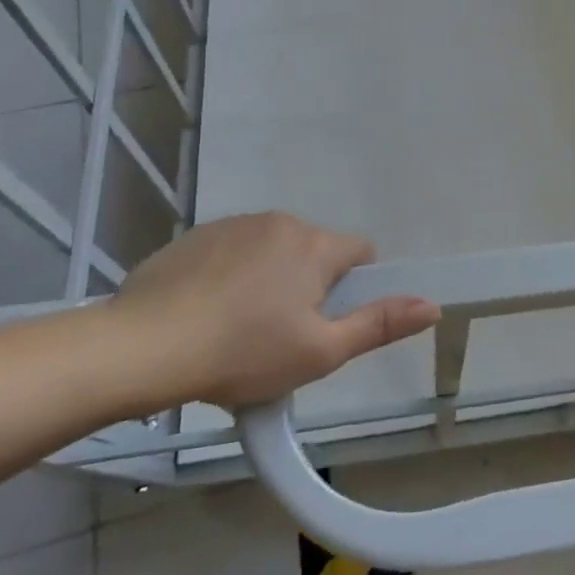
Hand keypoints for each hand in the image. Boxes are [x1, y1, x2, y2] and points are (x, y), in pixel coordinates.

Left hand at [107, 212, 438, 409]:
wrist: (141, 347)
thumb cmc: (242, 353)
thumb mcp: (320, 352)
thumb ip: (380, 324)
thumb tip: (433, 305)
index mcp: (316, 246)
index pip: (360, 253)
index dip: (353, 289)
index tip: (327, 324)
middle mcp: (281, 222)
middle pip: (315, 252)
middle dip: (310, 286)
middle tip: (283, 336)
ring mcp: (235, 225)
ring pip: (273, 251)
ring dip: (271, 278)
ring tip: (239, 328)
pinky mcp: (196, 236)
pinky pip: (233, 251)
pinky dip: (232, 275)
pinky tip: (207, 313)